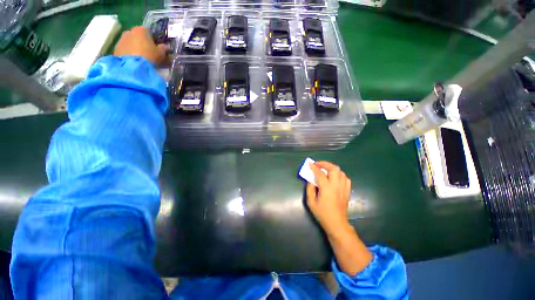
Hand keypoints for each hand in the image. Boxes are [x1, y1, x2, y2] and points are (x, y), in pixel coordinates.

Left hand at [113, 27, 166, 64]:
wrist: (132, 68)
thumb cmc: (149, 57)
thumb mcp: (161, 54)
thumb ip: (163, 49)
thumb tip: (166, 47)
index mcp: (141, 30)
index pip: (148, 31)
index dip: (153, 39)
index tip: (156, 48)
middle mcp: (129, 31)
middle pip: (137, 36)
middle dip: (142, 43)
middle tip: (148, 54)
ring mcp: (121, 40)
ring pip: (130, 43)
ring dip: (135, 49)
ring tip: (141, 60)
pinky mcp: (115, 49)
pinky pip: (124, 50)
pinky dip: (129, 55)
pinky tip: (134, 62)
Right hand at [306, 161, 351, 234]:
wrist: (337, 223)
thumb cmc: (322, 213)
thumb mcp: (311, 202)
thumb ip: (309, 189)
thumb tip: (310, 180)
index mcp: (326, 188)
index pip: (320, 173)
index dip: (314, 167)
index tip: (309, 164)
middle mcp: (336, 185)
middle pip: (333, 168)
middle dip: (325, 164)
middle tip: (317, 164)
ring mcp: (343, 188)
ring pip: (340, 172)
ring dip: (332, 168)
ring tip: (325, 170)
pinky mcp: (347, 191)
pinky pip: (345, 178)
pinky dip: (339, 175)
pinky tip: (334, 177)